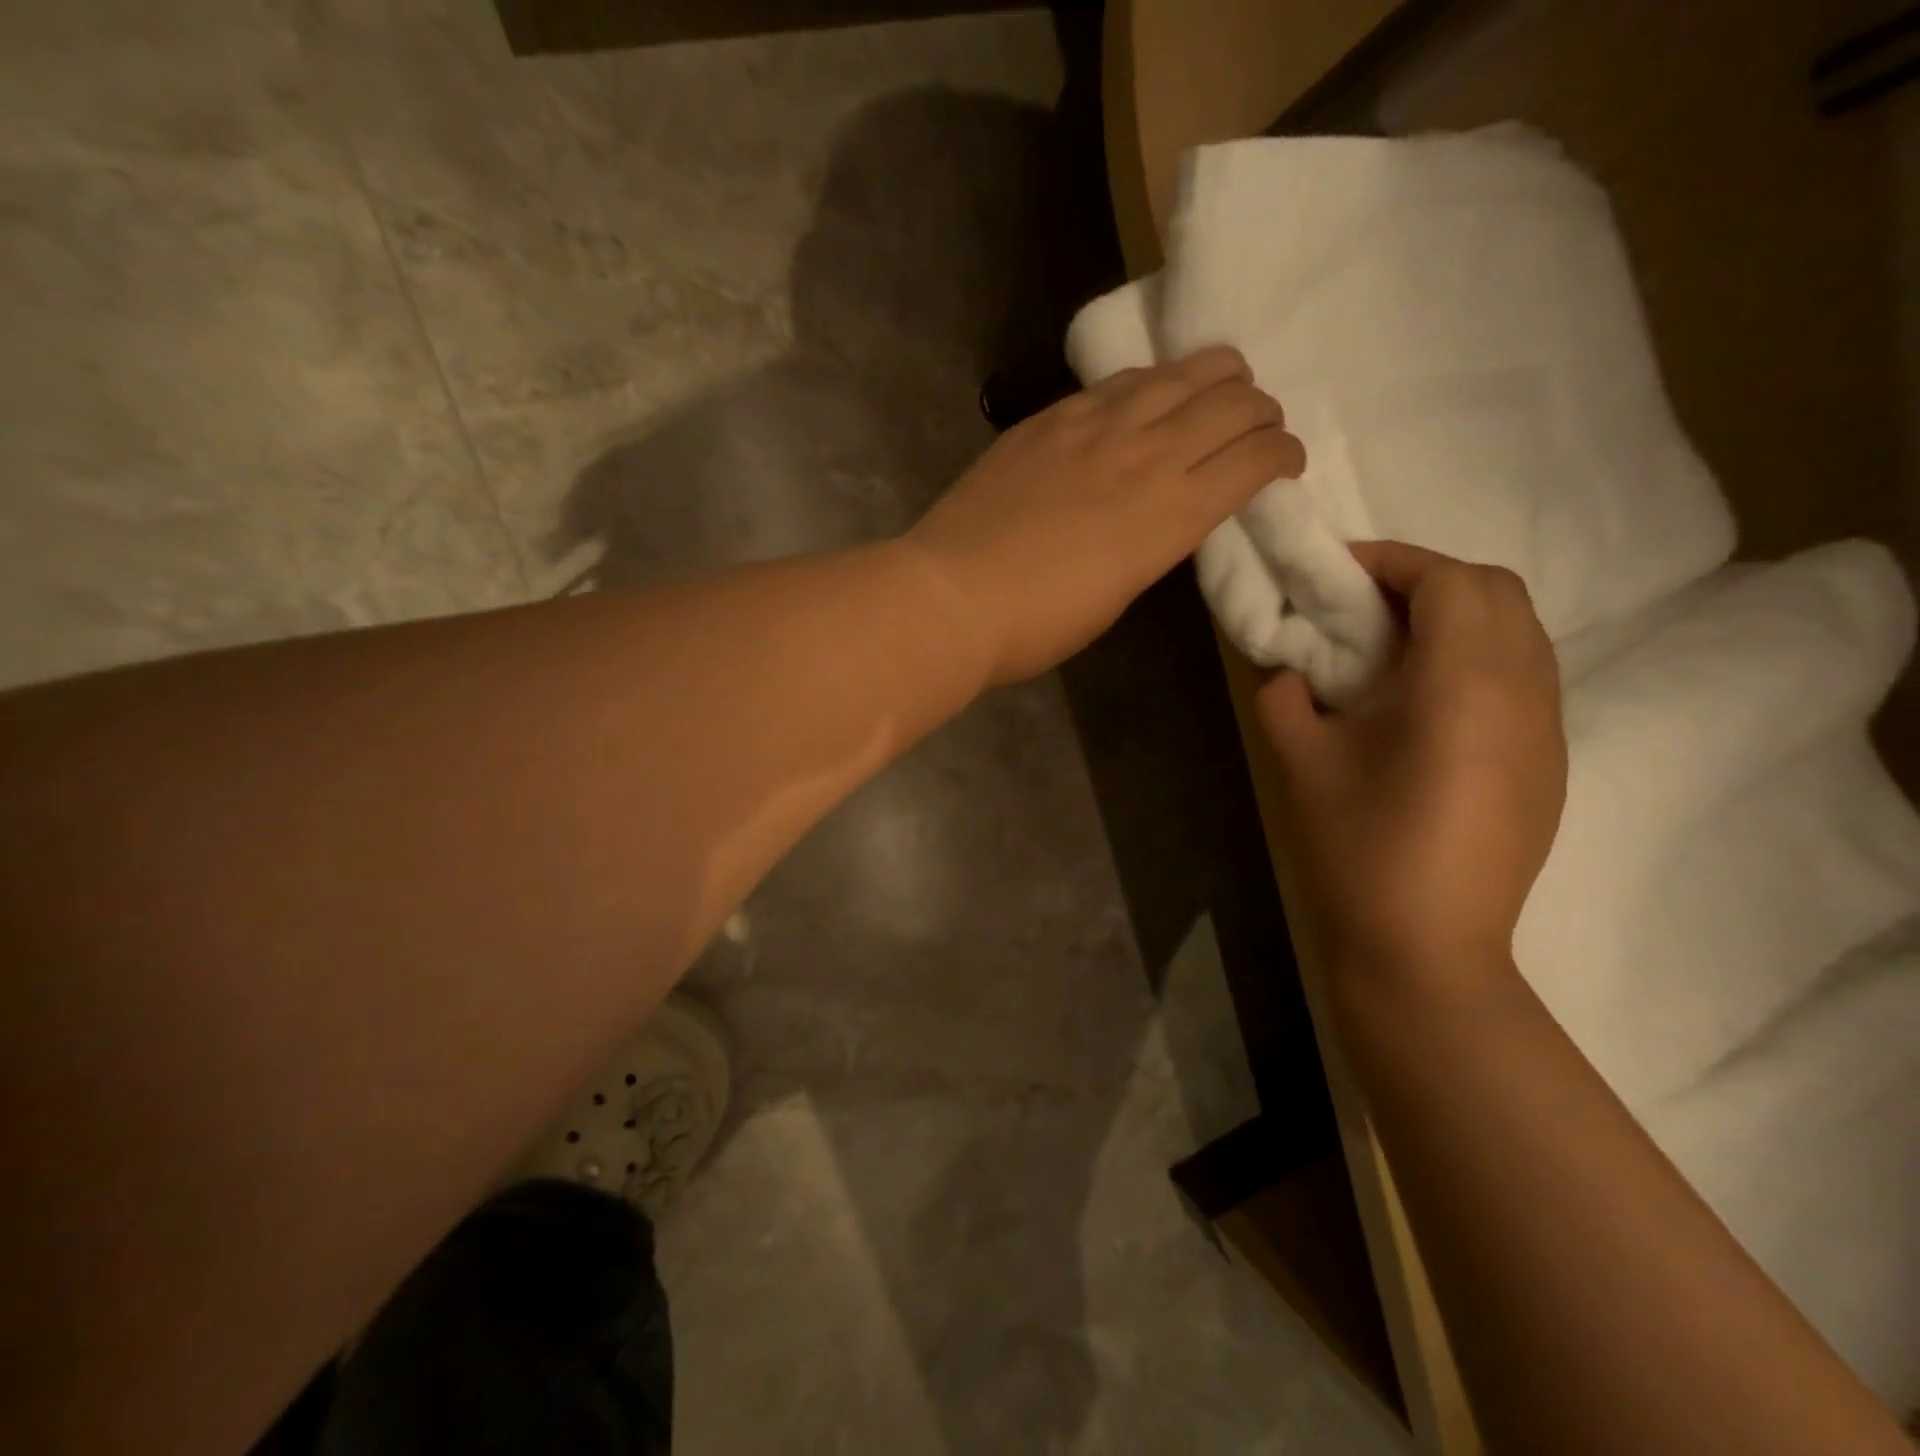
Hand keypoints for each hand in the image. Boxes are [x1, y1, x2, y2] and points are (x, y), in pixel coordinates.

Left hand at [905, 347, 1305, 684]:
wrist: (953, 596)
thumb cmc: (1037, 624)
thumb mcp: (1118, 595)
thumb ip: (1153, 543)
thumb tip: (1161, 515)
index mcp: (1172, 514)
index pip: (1257, 459)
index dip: (1284, 455)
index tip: (1282, 465)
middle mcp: (1148, 454)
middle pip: (1233, 402)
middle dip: (1261, 410)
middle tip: (1254, 428)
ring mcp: (1096, 425)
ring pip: (1182, 371)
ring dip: (1216, 377)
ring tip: (1216, 391)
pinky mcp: (1052, 417)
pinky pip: (1120, 380)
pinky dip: (1152, 382)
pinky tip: (1146, 396)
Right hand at [1257, 541, 1566, 986]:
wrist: (1424, 948)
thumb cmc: (1356, 849)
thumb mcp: (1298, 762)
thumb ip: (1285, 695)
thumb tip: (1290, 669)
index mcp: (1463, 685)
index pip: (1450, 581)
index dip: (1393, 560)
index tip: (1339, 571)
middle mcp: (1524, 694)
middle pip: (1499, 592)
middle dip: (1429, 579)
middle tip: (1364, 604)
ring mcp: (1547, 731)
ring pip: (1521, 632)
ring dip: (1458, 616)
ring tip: (1392, 645)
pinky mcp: (1548, 765)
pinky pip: (1525, 677)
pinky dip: (1478, 657)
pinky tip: (1425, 701)